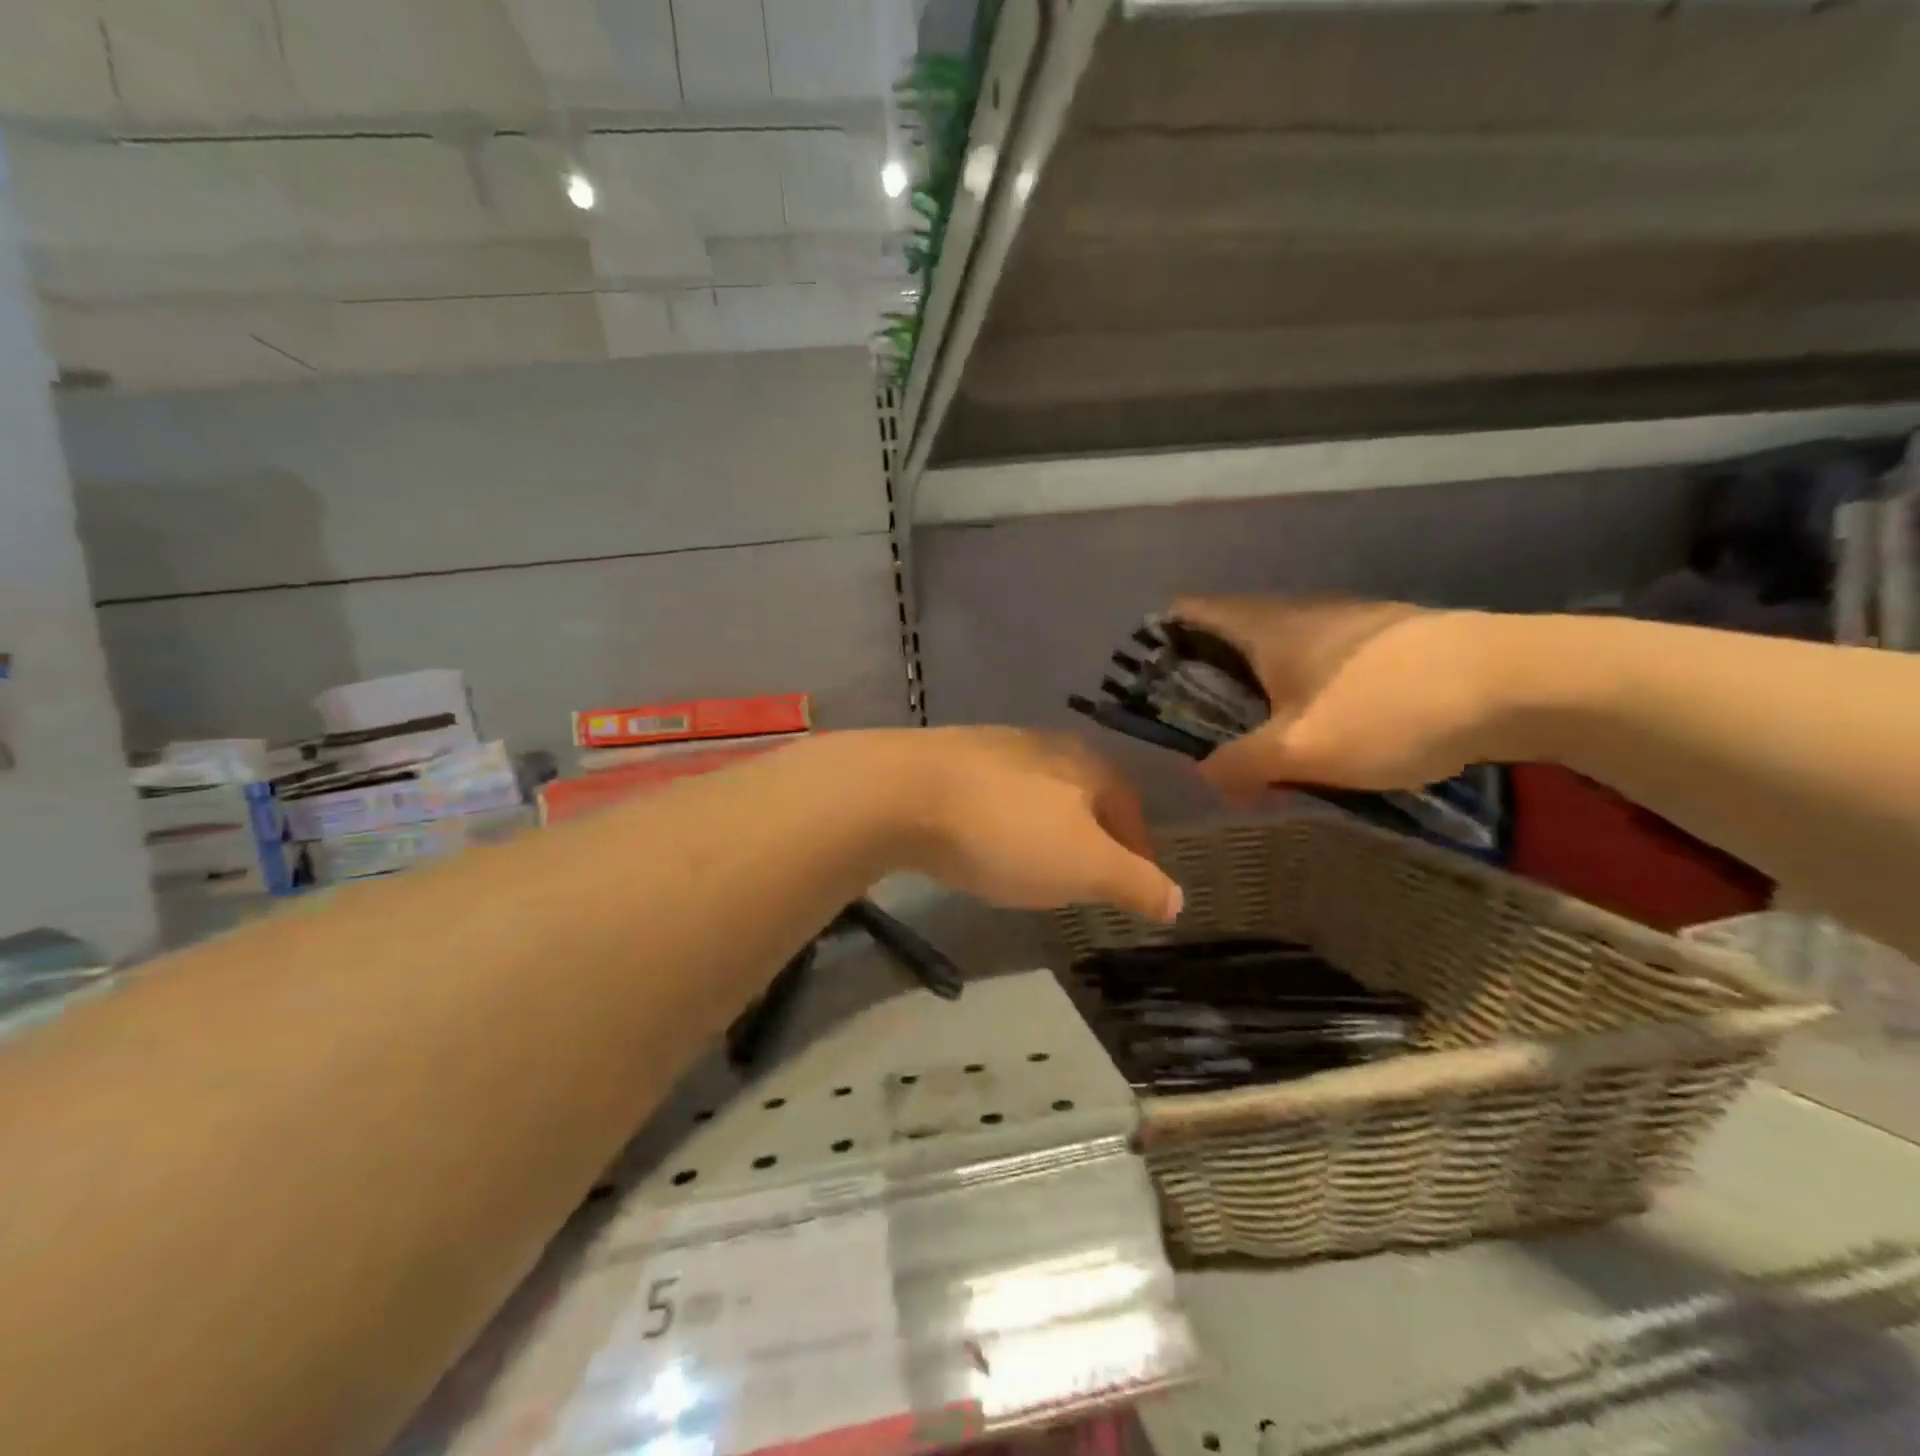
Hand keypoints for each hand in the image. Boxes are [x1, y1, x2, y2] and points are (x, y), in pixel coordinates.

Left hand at [887, 728, 1182, 922]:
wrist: (904, 793)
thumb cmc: (1009, 831)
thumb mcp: (1086, 866)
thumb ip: (1135, 882)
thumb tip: (1178, 899)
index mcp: (1086, 765)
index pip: (1128, 806)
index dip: (1138, 848)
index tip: (1136, 884)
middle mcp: (1043, 746)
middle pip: (1083, 796)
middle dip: (1092, 837)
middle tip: (1088, 879)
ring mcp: (992, 749)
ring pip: (1036, 795)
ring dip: (1045, 829)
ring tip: (1037, 866)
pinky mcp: (947, 761)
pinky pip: (992, 796)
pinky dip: (1002, 823)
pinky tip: (984, 844)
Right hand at [1169, 596, 1499, 799]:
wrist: (1518, 682)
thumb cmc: (1388, 709)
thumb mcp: (1300, 750)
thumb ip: (1239, 765)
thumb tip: (1205, 774)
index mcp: (1264, 626)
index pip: (1188, 612)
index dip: (1158, 642)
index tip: (1150, 689)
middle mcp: (1297, 612)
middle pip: (1228, 636)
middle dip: (1207, 683)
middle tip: (1201, 735)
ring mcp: (1346, 623)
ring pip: (1277, 653)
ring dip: (1257, 695)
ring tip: (1259, 747)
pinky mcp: (1385, 642)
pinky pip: (1319, 665)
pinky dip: (1302, 695)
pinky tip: (1323, 736)